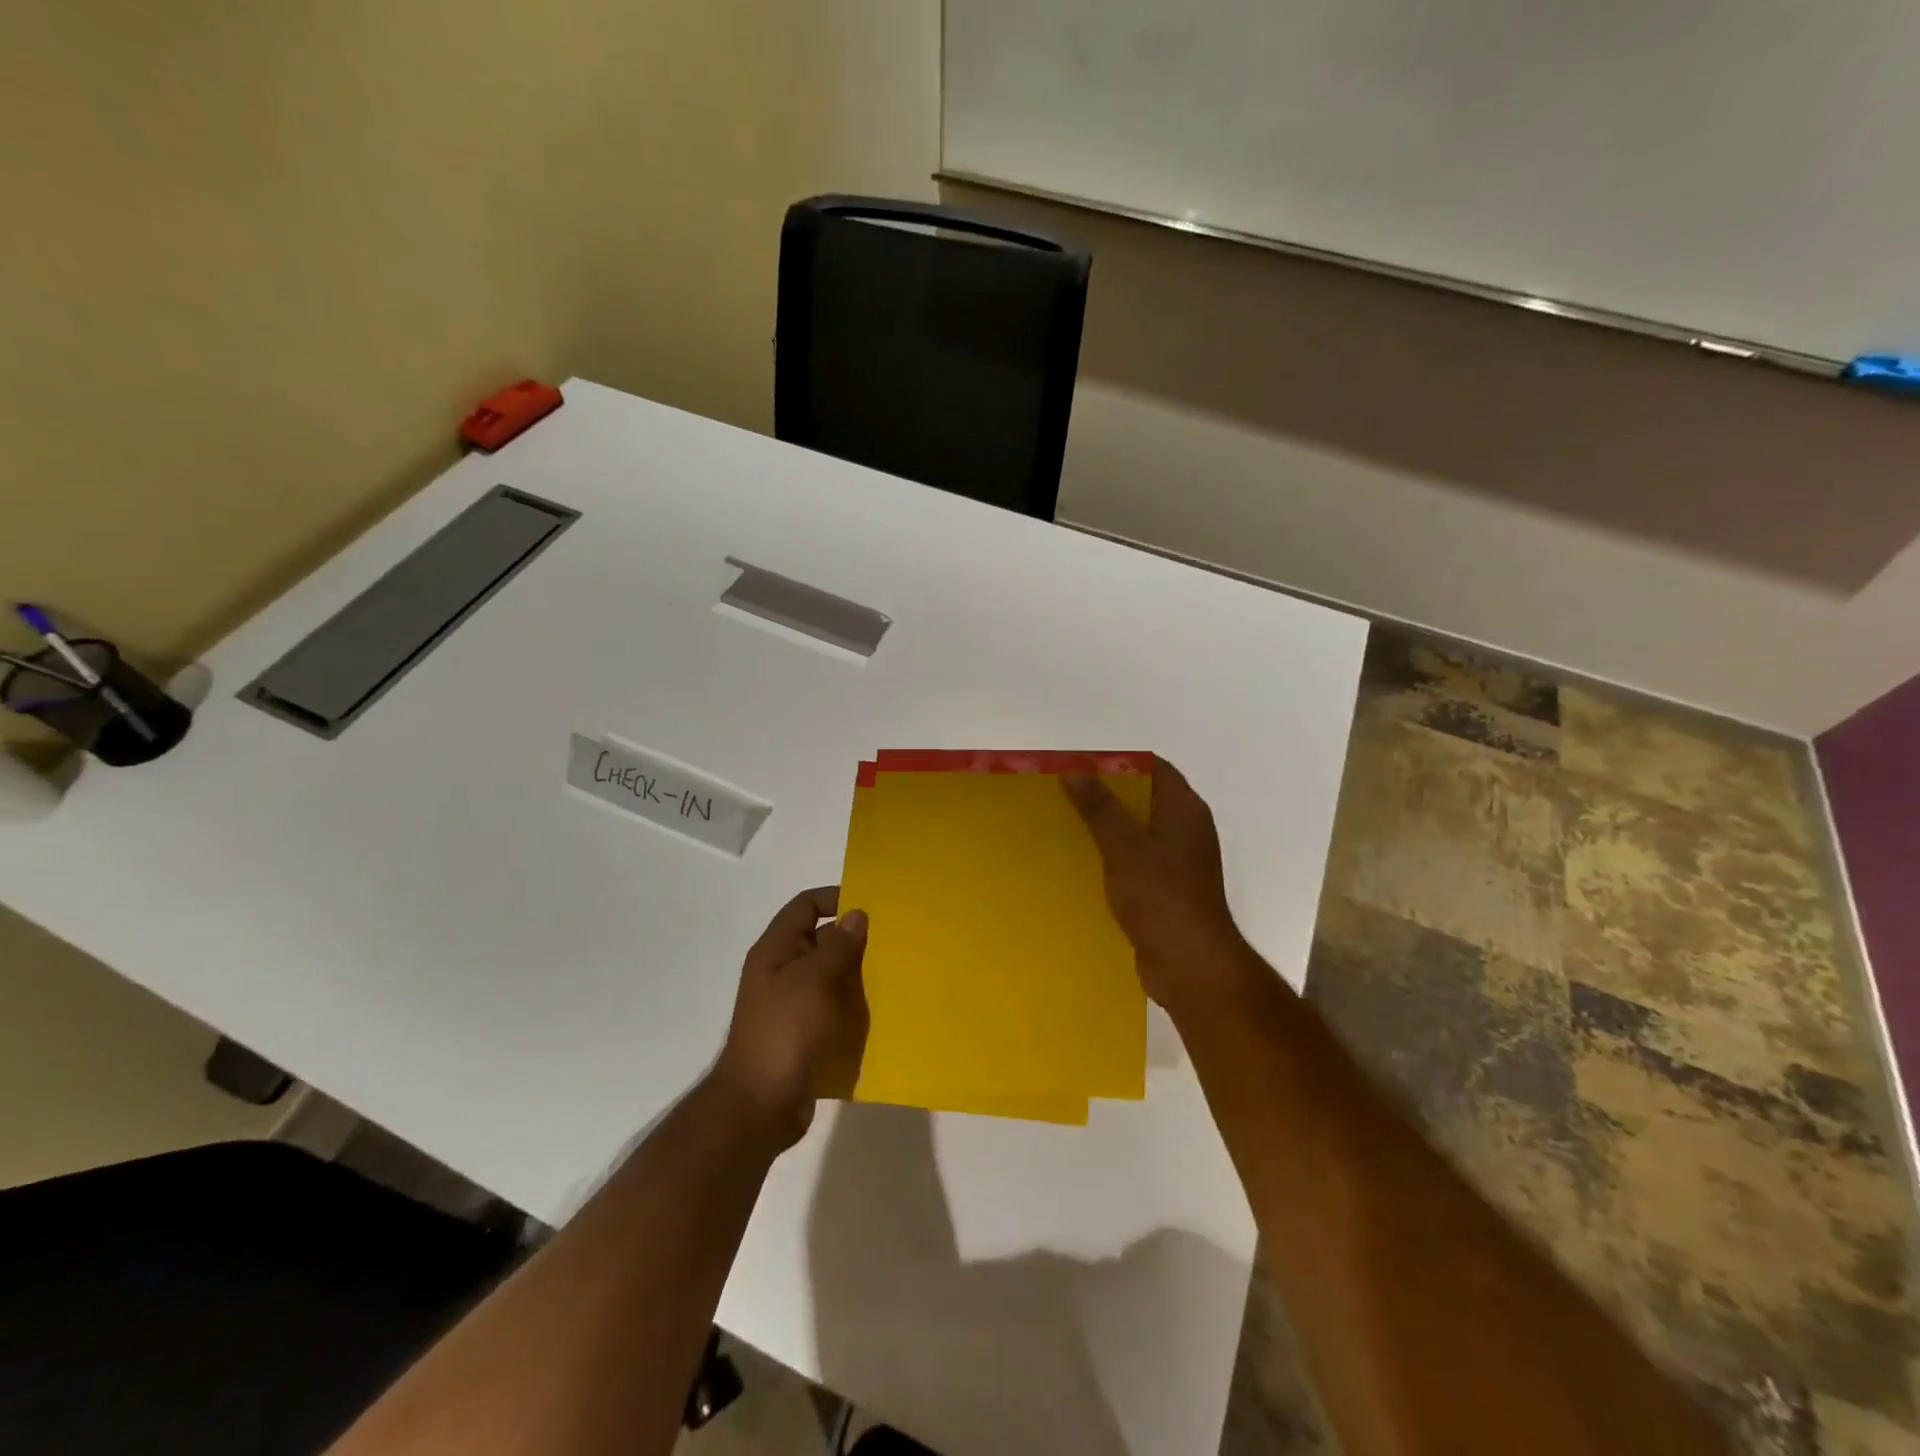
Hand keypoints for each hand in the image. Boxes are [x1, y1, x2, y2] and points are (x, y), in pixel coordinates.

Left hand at [712, 887, 867, 1150]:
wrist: (760, 1104)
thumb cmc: (785, 1030)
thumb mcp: (813, 980)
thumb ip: (837, 945)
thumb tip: (856, 914)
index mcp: (776, 950)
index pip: (806, 905)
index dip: (835, 897)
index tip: (872, 905)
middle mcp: (781, 971)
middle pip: (820, 939)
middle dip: (854, 938)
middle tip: (893, 940)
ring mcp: (791, 1003)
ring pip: (830, 974)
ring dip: (857, 973)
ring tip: (894, 972)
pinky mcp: (803, 1032)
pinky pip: (832, 1006)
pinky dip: (852, 1004)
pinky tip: (879, 1009)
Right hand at [1062, 759, 1249, 1018]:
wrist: (1190, 965)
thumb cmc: (1161, 897)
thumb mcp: (1124, 846)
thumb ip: (1099, 807)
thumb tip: (1075, 771)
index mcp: (1185, 810)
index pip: (1154, 768)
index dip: (1118, 763)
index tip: (1080, 766)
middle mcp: (1186, 829)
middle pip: (1144, 798)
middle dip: (1105, 795)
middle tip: (1064, 794)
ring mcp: (1179, 862)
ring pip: (1137, 832)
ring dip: (1106, 828)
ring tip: (1065, 826)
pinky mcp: (1167, 890)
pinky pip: (1136, 861)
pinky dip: (1112, 858)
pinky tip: (1082, 865)